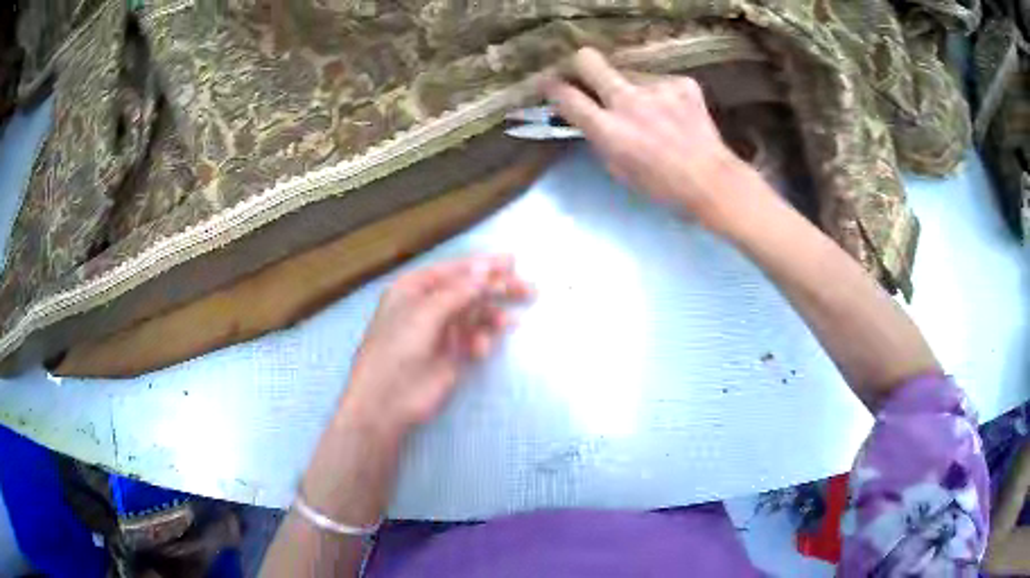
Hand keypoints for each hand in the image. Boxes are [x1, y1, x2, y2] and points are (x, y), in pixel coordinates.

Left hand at [339, 254, 532, 438]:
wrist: (387, 400)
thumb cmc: (397, 348)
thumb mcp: (425, 313)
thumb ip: (459, 291)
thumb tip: (486, 268)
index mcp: (414, 288)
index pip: (454, 270)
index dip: (484, 265)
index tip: (513, 262)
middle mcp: (429, 305)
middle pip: (469, 289)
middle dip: (497, 289)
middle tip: (528, 289)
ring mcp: (441, 330)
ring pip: (475, 314)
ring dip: (493, 316)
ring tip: (508, 323)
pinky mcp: (452, 353)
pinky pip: (475, 338)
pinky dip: (483, 339)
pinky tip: (483, 348)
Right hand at [543, 47, 746, 229]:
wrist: (711, 181)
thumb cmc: (662, 187)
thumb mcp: (619, 170)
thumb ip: (600, 139)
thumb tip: (590, 118)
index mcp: (609, 130)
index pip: (567, 96)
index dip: (552, 87)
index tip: (549, 84)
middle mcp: (628, 102)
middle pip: (589, 60)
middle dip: (581, 64)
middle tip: (586, 73)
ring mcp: (657, 89)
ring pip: (630, 74)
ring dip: (632, 89)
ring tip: (654, 112)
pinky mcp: (682, 84)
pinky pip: (660, 82)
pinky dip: (663, 96)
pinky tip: (676, 114)